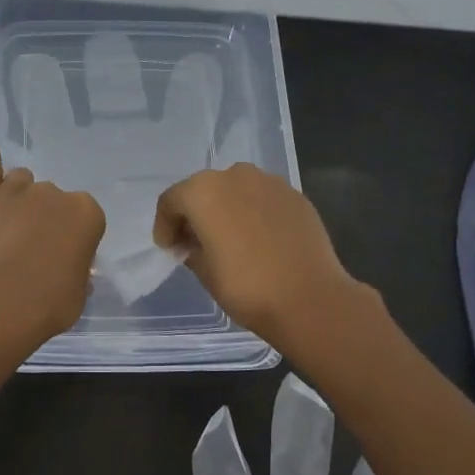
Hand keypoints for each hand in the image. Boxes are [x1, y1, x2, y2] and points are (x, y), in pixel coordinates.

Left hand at [0, 148, 105, 342]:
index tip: (59, 259)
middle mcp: (54, 193)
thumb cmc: (49, 304)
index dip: (70, 237)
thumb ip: (75, 273)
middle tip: (27, 250)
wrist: (1, 301)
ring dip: (15, 198)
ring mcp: (16, 189)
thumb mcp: (78, 294)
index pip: (83, 216)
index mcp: (86, 213)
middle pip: (50, 197)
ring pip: (19, 180)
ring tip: (2, 228)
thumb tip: (67, 272)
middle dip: (41, 218)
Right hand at [154, 163, 361, 350]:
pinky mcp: (295, 196)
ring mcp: (270, 183)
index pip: (172, 200)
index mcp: (204, 191)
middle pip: (204, 189)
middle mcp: (235, 176)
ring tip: (230, 240)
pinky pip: (263, 199)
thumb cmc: (245, 287)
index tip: (170, 248)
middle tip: (195, 243)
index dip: (165, 225)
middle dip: (196, 213)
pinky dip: (254, 213)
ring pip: (236, 190)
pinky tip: (259, 240)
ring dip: (226, 209)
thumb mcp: (204, 272)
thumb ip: (191, 249)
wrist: (309, 298)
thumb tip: (193, 243)